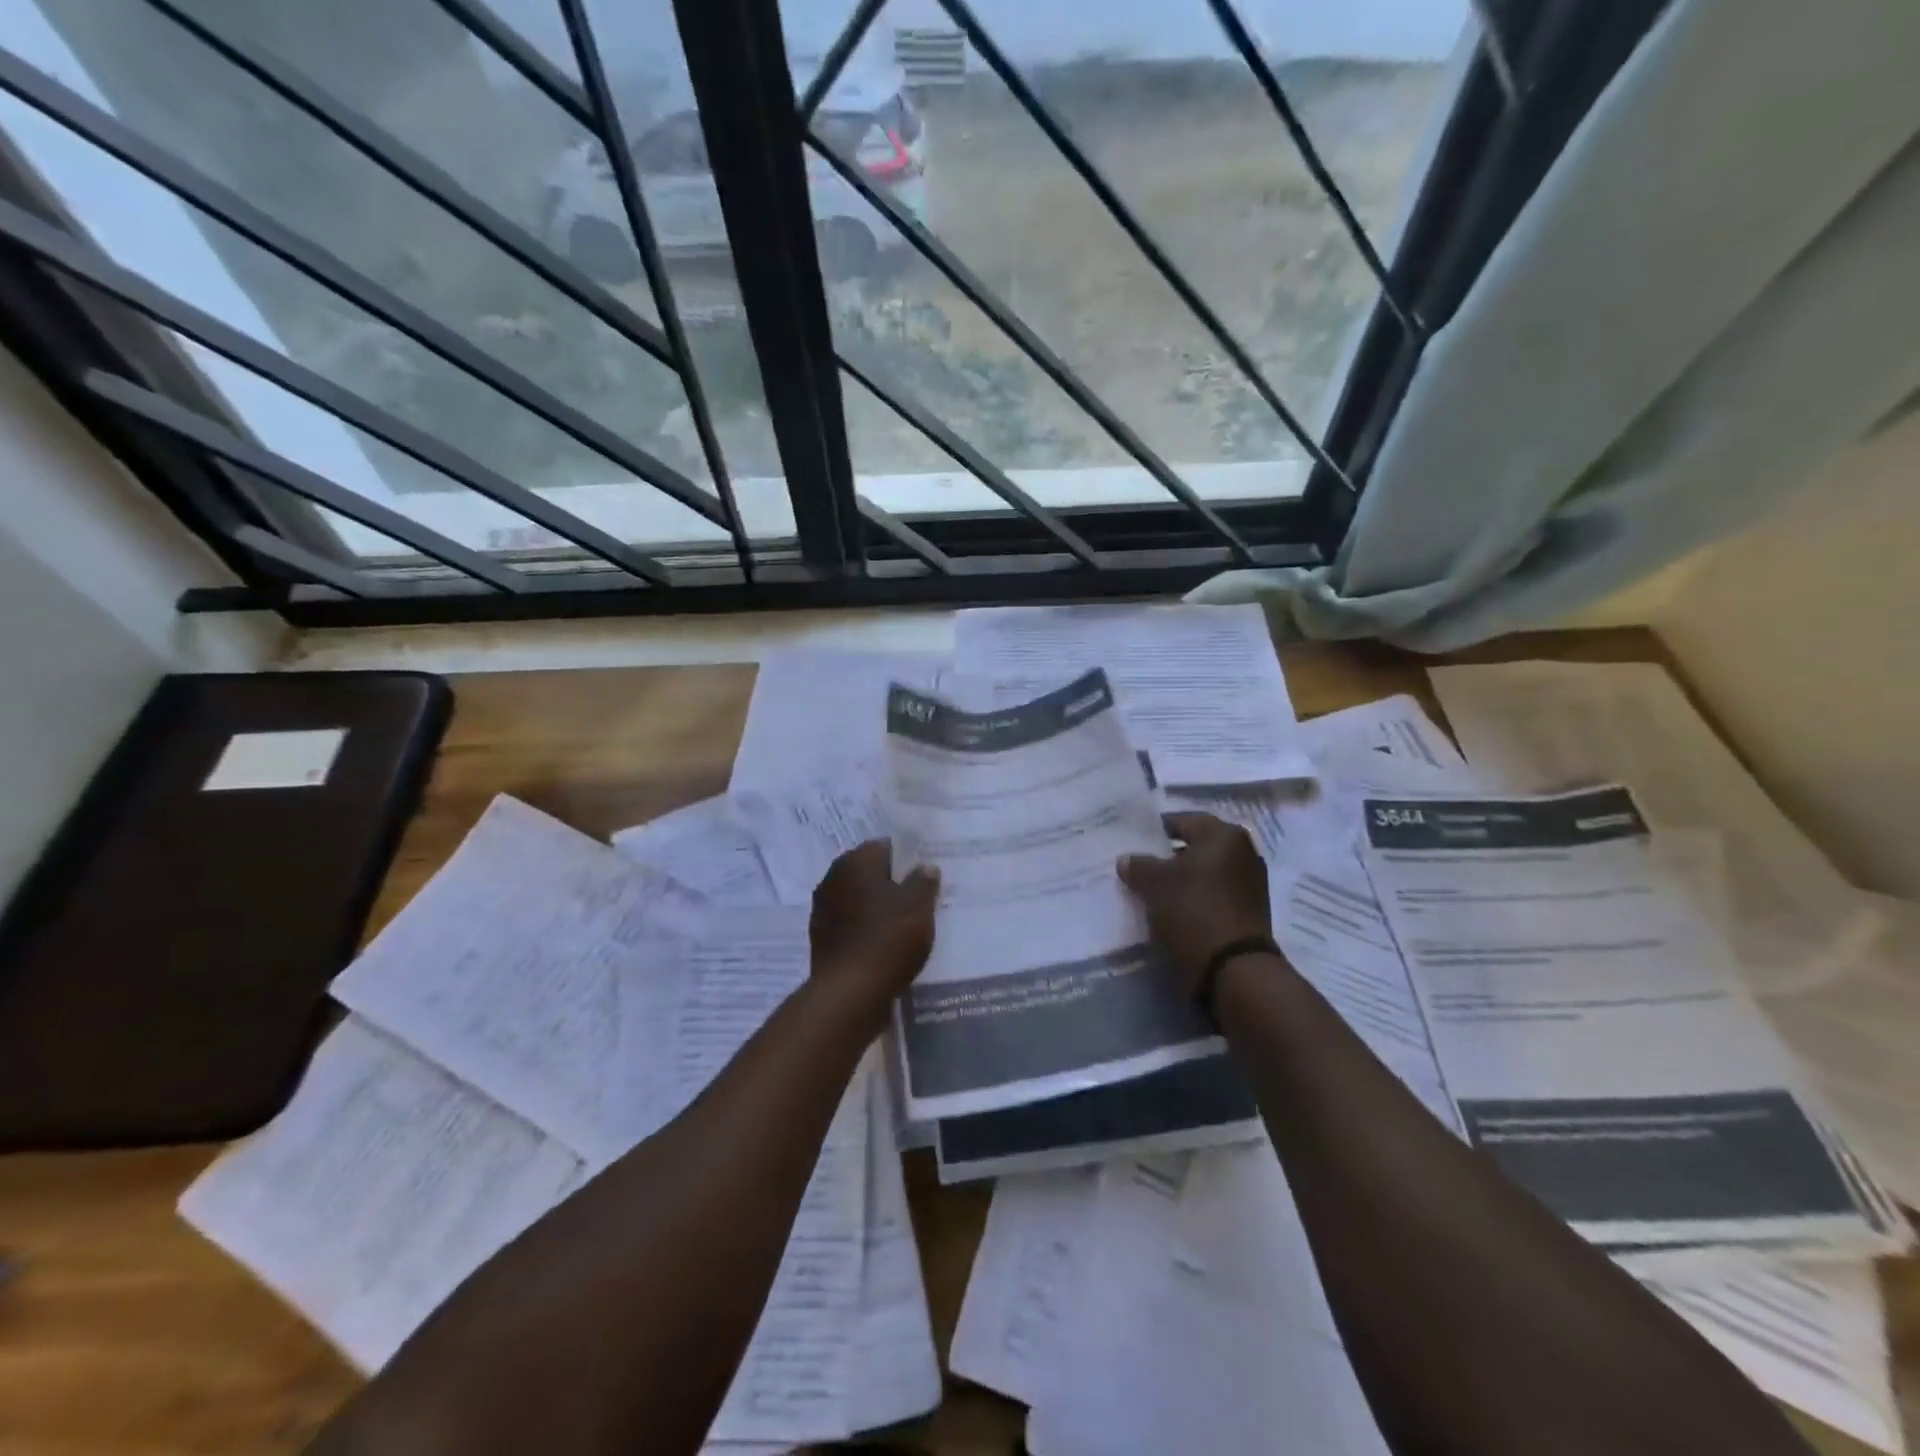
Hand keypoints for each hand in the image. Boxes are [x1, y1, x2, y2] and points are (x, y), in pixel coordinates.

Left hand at [810, 841, 939, 1002]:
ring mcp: (823, 910)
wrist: (849, 994)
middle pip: (870, 874)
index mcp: (855, 862)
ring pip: (860, 901)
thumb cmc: (888, 939)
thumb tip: (926, 866)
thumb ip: (924, 881)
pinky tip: (887, 947)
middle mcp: (833, 879)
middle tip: (921, 901)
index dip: (908, 860)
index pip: (885, 847)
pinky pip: (852, 926)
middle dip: (893, 884)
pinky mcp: (822, 940)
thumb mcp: (919, 906)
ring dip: (878, 909)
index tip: (926, 876)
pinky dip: (867, 931)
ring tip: (907, 926)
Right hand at [1118, 813, 1271, 997]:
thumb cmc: (1193, 910)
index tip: (1133, 841)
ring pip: (1206, 871)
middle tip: (1141, 866)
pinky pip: (1215, 893)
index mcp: (1223, 834)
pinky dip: (1196, 897)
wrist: (1234, 968)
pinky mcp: (1250, 909)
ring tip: (1154, 890)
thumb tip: (1126, 859)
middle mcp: (1243, 851)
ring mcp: (1250, 882)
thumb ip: (1138, 865)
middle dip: (1168, 856)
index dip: (1155, 829)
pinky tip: (1175, 909)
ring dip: (1183, 878)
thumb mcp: (1154, 884)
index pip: (1182, 820)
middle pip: (1196, 846)